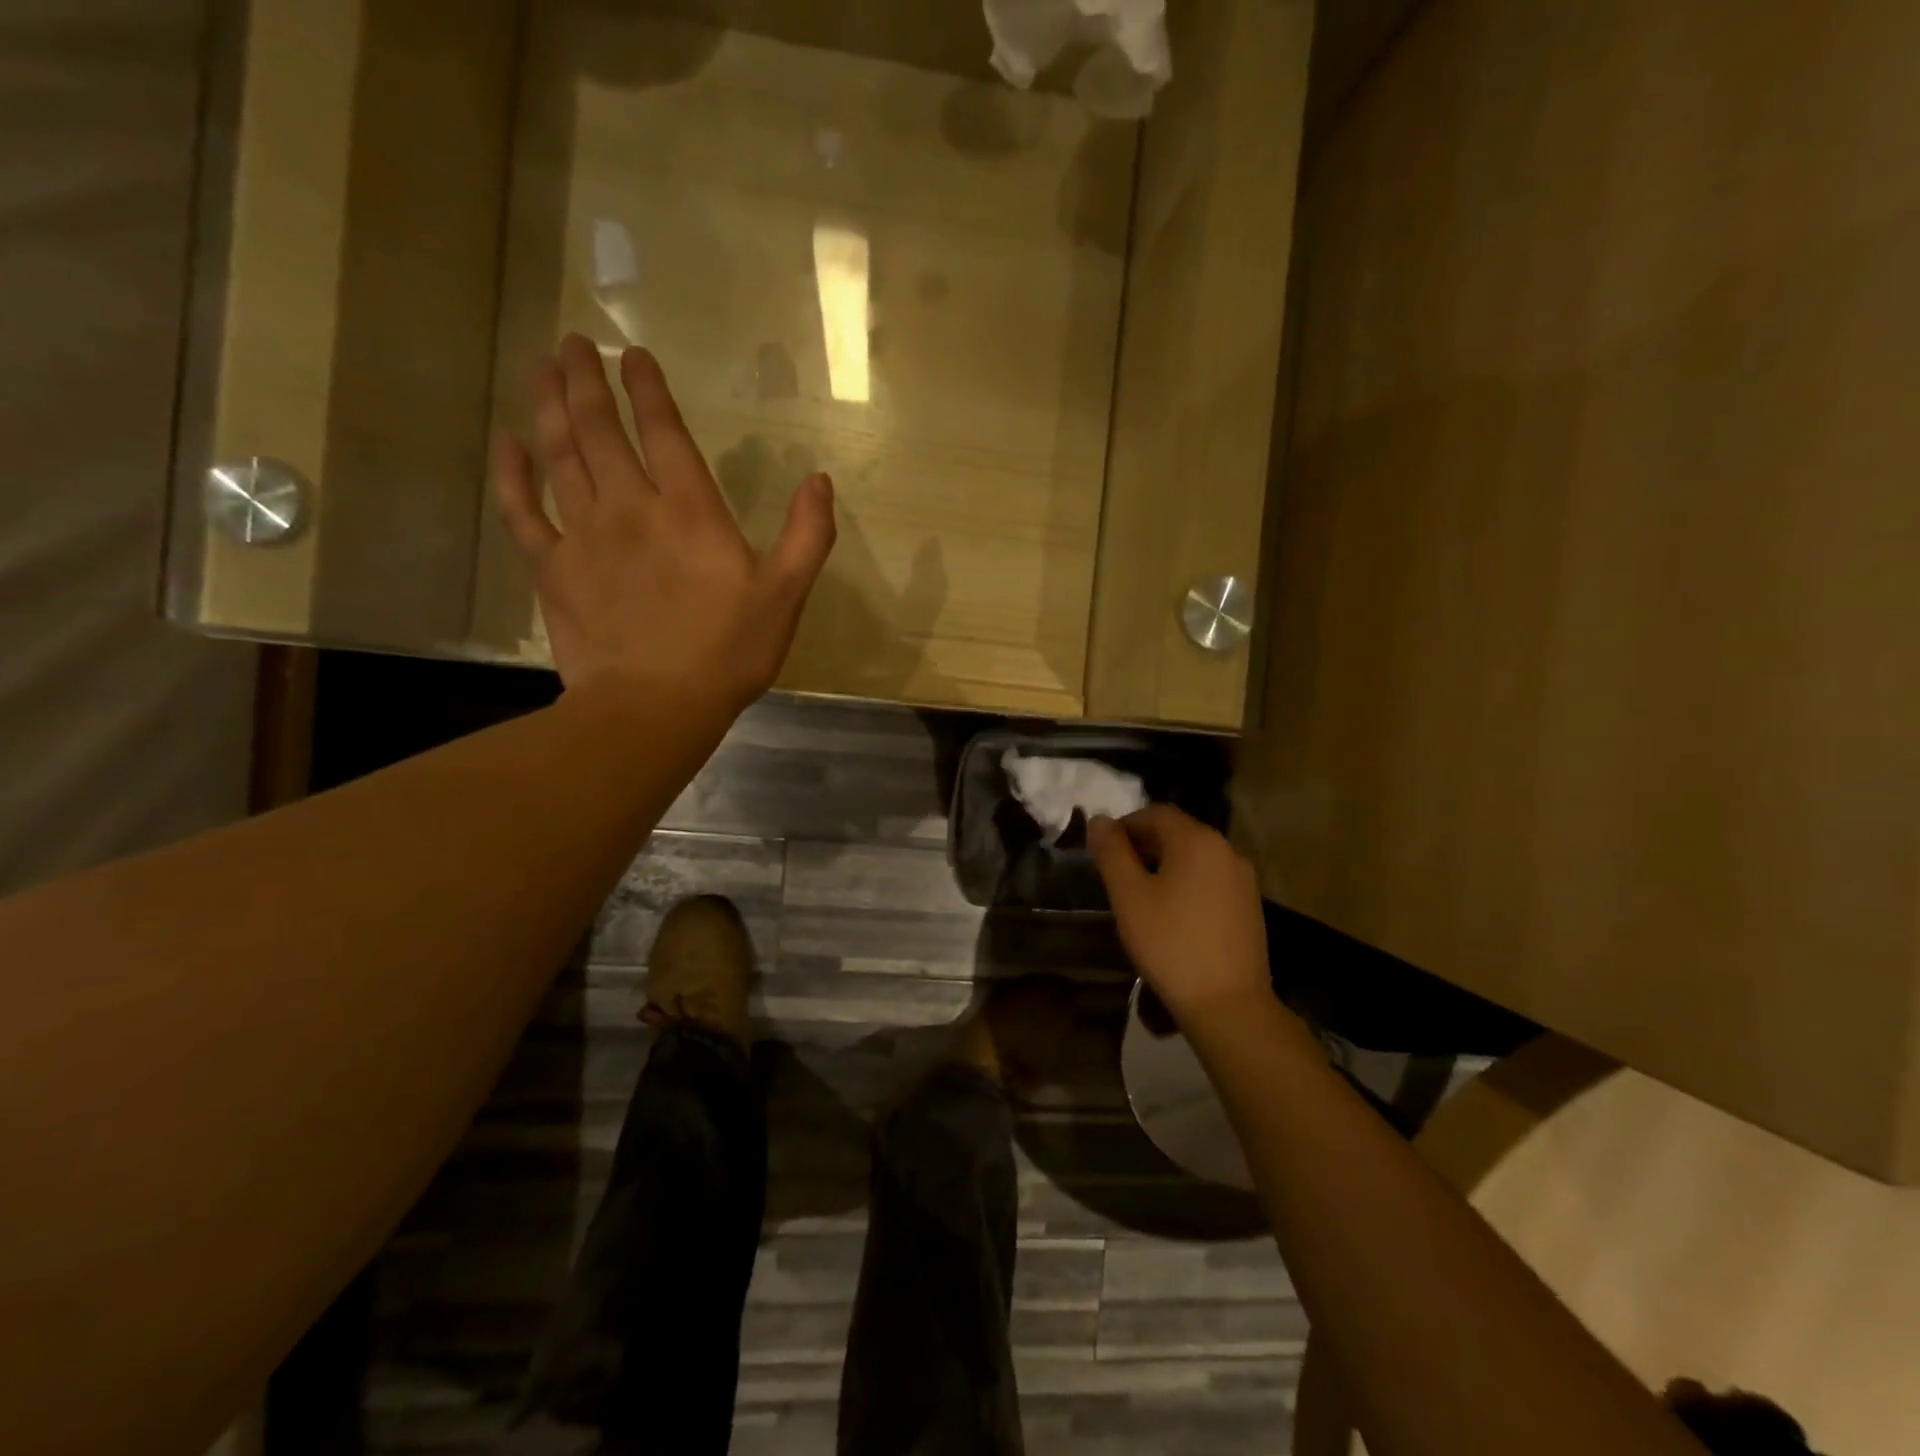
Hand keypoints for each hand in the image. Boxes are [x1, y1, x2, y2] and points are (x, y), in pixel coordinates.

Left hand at [492, 333, 835, 704]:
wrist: (655, 707)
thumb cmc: (728, 652)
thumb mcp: (785, 595)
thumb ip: (807, 535)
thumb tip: (819, 480)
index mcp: (689, 510)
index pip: (663, 431)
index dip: (647, 388)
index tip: (632, 355)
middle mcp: (630, 506)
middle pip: (599, 429)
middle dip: (586, 380)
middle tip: (572, 344)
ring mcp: (583, 535)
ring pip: (559, 455)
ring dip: (549, 406)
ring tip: (541, 368)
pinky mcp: (552, 569)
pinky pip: (522, 510)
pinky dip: (511, 474)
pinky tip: (506, 443)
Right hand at [1088, 806, 1271, 1024]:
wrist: (1227, 1004)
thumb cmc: (1170, 943)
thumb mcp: (1128, 896)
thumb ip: (1111, 852)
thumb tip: (1100, 820)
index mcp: (1197, 840)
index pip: (1156, 813)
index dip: (1125, 825)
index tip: (1103, 850)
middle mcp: (1226, 850)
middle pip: (1178, 832)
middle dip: (1144, 844)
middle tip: (1116, 873)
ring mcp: (1243, 880)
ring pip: (1195, 858)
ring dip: (1165, 865)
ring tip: (1140, 895)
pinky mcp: (1250, 907)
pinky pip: (1211, 880)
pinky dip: (1187, 884)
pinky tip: (1172, 915)